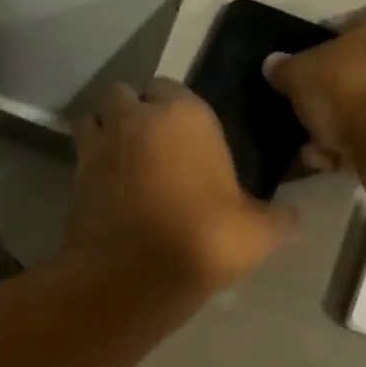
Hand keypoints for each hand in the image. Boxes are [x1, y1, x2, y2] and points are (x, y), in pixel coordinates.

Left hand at [62, 79, 296, 298]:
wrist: (134, 278)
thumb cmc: (204, 239)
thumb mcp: (257, 233)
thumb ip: (279, 219)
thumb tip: (294, 218)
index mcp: (185, 115)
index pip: (173, 88)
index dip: (178, 112)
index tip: (189, 140)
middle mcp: (136, 118)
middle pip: (125, 96)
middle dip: (134, 114)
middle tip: (153, 149)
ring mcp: (98, 146)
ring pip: (94, 121)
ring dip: (105, 134)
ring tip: (123, 165)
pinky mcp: (72, 178)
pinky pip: (80, 159)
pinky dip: (90, 168)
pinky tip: (108, 195)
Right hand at [264, 4, 365, 207]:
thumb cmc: (350, 87)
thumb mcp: (302, 72)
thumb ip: (285, 68)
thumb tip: (273, 64)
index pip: (344, 27)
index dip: (314, 49)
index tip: (294, 74)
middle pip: (351, 73)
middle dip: (323, 98)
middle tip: (299, 113)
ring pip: (359, 111)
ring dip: (332, 130)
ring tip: (310, 147)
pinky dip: (348, 150)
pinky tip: (328, 162)